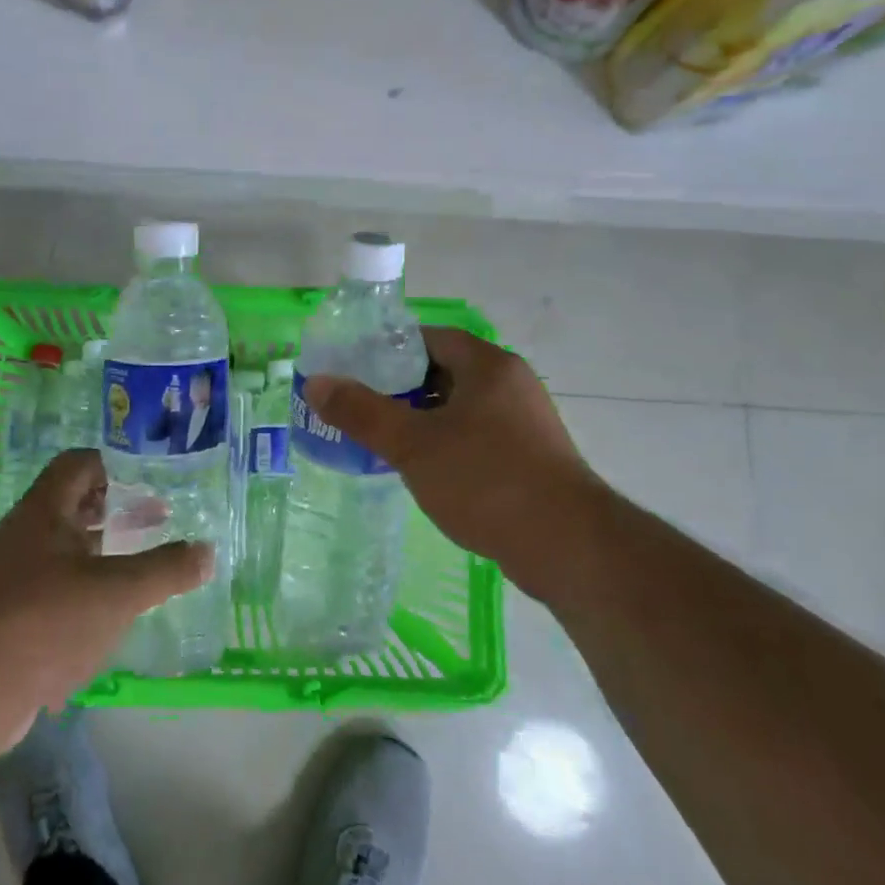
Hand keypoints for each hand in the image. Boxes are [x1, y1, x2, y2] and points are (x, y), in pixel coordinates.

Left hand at [0, 450, 213, 734]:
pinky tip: (107, 612)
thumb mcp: (118, 592)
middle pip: (72, 504)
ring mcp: (10, 575)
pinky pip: (51, 585)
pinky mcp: (7, 614)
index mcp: (43, 511)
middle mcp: (23, 534)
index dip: (115, 466)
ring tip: (138, 566)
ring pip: (62, 547)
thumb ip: (166, 569)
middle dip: (114, 510)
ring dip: (100, 551)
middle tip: (154, 522)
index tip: (151, 483)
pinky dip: (82, 587)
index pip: (78, 464)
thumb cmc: (46, 622)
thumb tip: (208, 552)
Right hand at [302, 328, 602, 595]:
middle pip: (444, 372)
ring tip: (383, 441)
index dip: (389, 350)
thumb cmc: (486, 480)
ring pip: (460, 409)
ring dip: (423, 420)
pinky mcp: (530, 458)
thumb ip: (362, 412)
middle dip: (401, 389)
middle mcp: (511, 385)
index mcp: (488, 366)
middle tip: (361, 408)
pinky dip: (447, 446)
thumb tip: (317, 383)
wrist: (567, 546)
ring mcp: (525, 423)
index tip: (355, 370)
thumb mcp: (413, 444)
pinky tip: (423, 472)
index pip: (430, 338)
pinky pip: (477, 438)